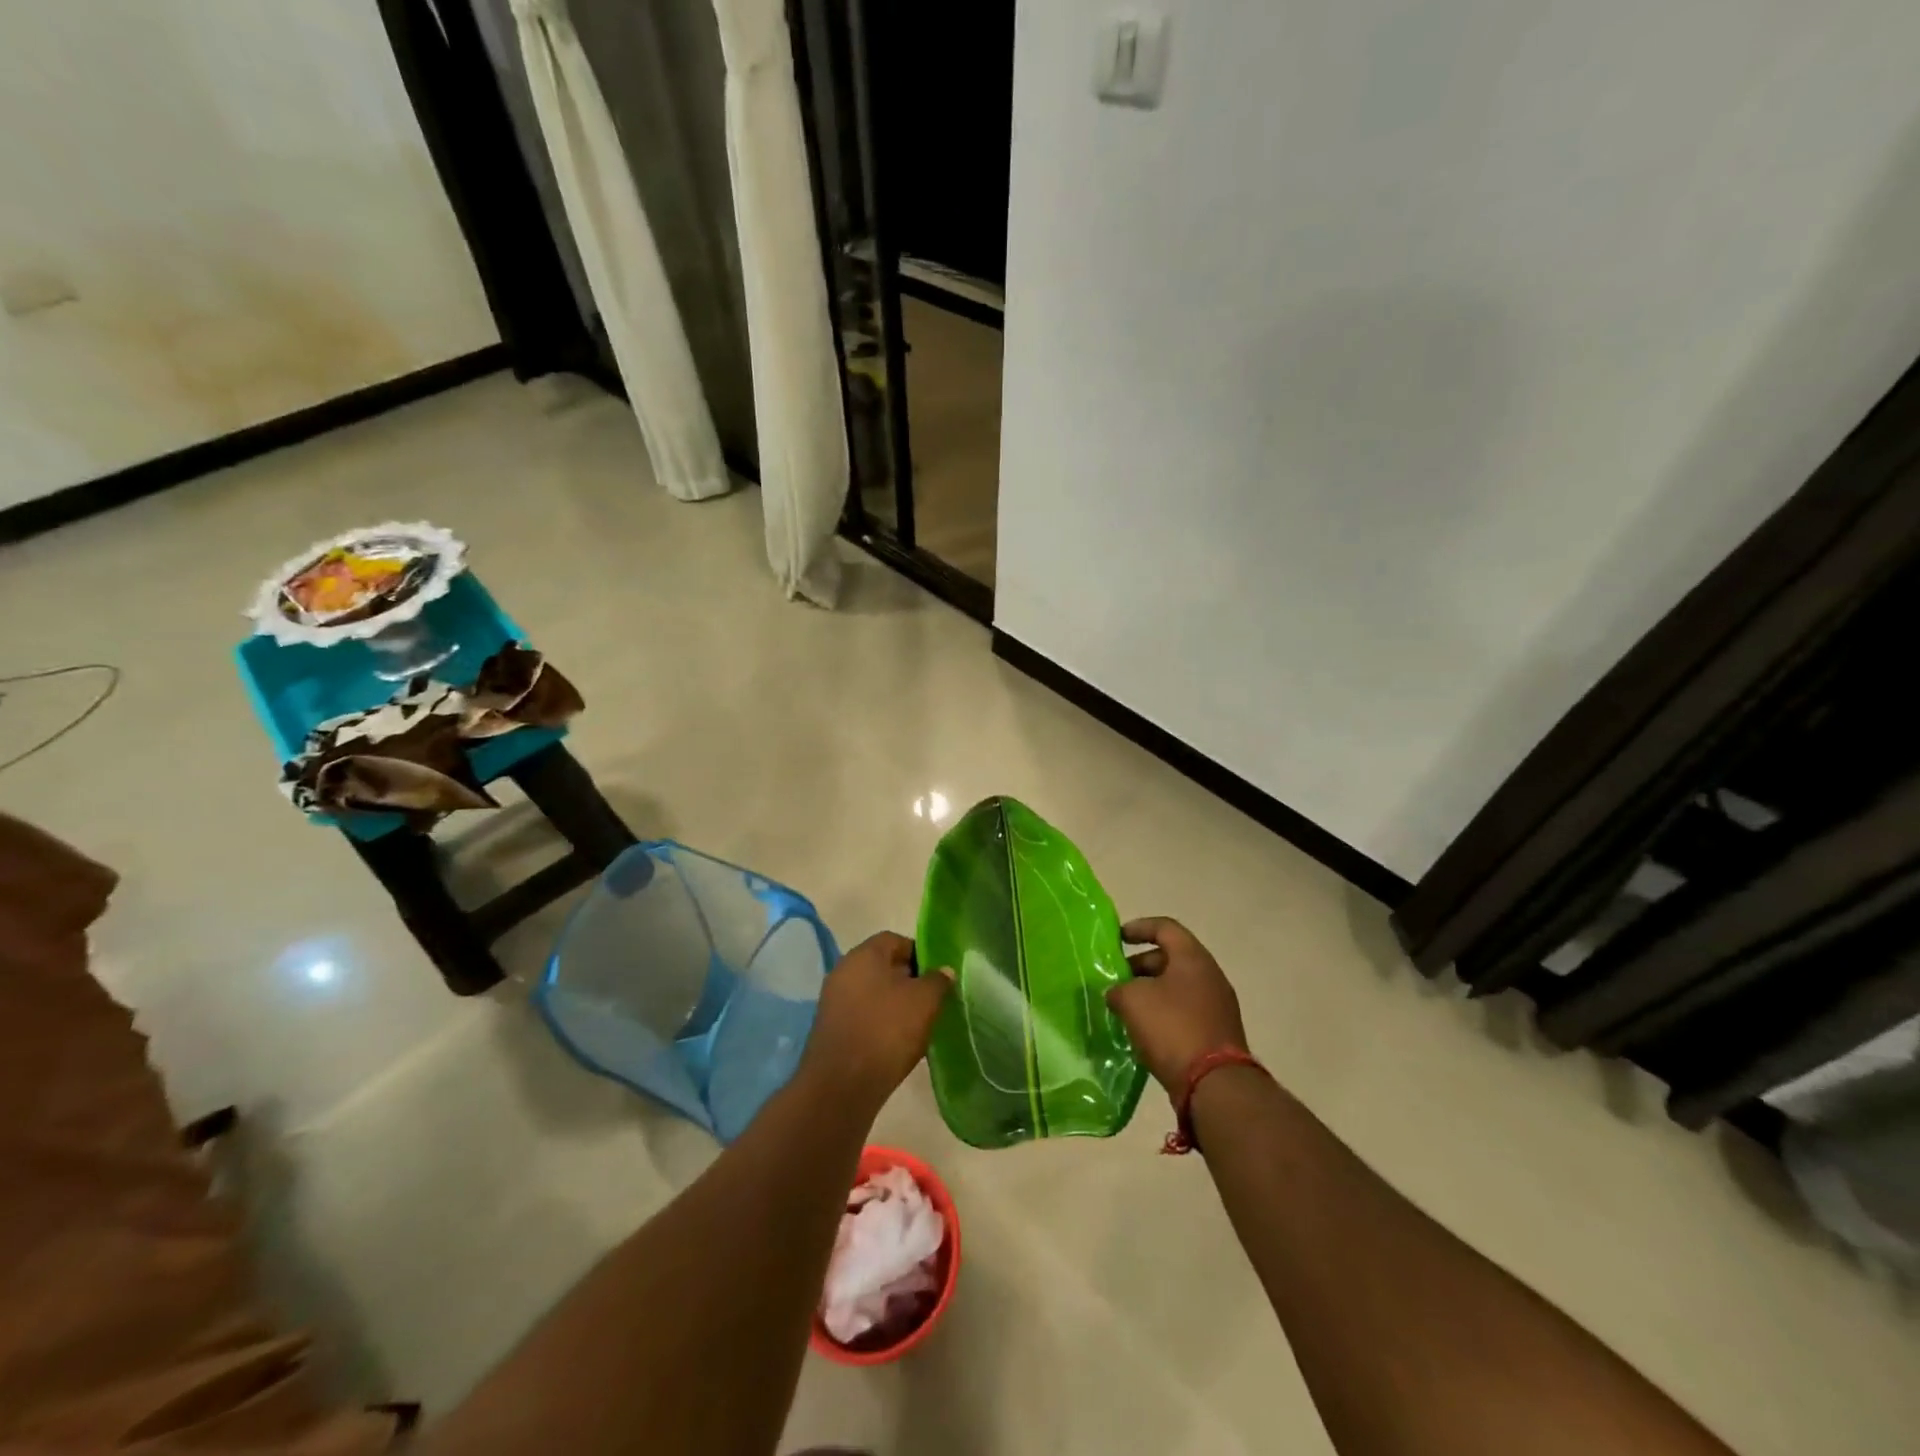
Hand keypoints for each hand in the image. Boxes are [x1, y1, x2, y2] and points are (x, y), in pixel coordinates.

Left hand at [802, 932, 952, 1109]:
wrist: (841, 1085)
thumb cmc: (886, 1030)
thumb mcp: (925, 1001)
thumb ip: (938, 980)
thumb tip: (943, 970)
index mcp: (864, 954)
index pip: (896, 940)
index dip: (920, 954)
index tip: (937, 976)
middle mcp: (844, 970)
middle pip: (883, 966)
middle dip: (908, 981)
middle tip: (931, 1001)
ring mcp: (833, 1000)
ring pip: (873, 993)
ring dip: (895, 1005)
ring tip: (917, 1025)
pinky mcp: (831, 1029)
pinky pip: (862, 1015)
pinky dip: (879, 1023)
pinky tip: (896, 1043)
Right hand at [1106, 917, 1248, 1092]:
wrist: (1215, 1084)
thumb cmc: (1172, 1028)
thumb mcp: (1133, 1001)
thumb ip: (1119, 989)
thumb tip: (1118, 993)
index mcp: (1193, 958)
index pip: (1165, 928)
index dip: (1139, 928)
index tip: (1117, 938)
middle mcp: (1210, 976)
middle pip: (1171, 958)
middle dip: (1140, 966)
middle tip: (1116, 979)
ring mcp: (1218, 1006)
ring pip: (1177, 987)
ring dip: (1151, 992)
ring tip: (1125, 1007)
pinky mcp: (1218, 1033)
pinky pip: (1185, 1011)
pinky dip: (1164, 1013)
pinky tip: (1144, 1031)